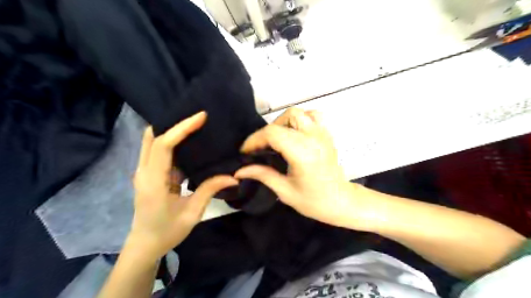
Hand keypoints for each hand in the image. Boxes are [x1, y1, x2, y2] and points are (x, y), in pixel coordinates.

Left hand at [126, 111, 236, 260]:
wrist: (145, 245)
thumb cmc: (167, 231)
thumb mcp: (192, 212)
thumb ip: (210, 190)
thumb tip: (233, 176)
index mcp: (153, 181)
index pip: (163, 146)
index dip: (181, 128)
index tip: (200, 117)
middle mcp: (144, 171)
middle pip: (152, 137)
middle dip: (173, 123)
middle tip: (196, 116)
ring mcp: (144, 172)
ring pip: (152, 142)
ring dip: (171, 130)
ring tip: (194, 124)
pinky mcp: (150, 174)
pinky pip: (158, 151)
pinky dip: (171, 142)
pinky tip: (188, 142)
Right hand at [236, 108, 360, 228]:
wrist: (340, 201)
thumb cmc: (313, 201)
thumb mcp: (285, 191)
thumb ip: (262, 175)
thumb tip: (240, 170)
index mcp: (303, 153)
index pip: (273, 133)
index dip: (255, 140)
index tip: (247, 152)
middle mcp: (314, 138)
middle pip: (286, 117)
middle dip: (268, 131)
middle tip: (262, 148)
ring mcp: (323, 133)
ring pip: (299, 113)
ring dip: (284, 122)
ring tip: (278, 139)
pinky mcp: (327, 134)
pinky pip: (313, 115)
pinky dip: (300, 120)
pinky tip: (295, 134)